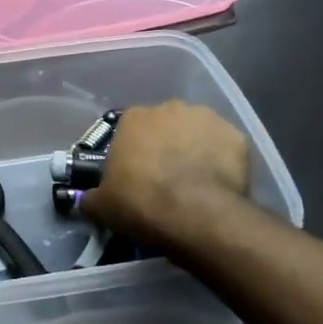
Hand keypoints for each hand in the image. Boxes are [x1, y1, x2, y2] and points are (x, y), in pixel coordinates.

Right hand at [81, 101, 250, 256]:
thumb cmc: (141, 203)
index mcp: (134, 117)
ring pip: (196, 132)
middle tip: (164, 178)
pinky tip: (219, 184)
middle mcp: (169, 107)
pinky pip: (224, 147)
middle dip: (164, 146)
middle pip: (164, 126)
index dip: (132, 152)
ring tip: (194, 182)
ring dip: (193, 149)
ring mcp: (206, 118)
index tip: (135, 175)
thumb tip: (86, 199)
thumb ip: (91, 196)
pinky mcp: (236, 136)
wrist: (197, 216)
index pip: (129, 129)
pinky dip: (221, 160)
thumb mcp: (102, 206)